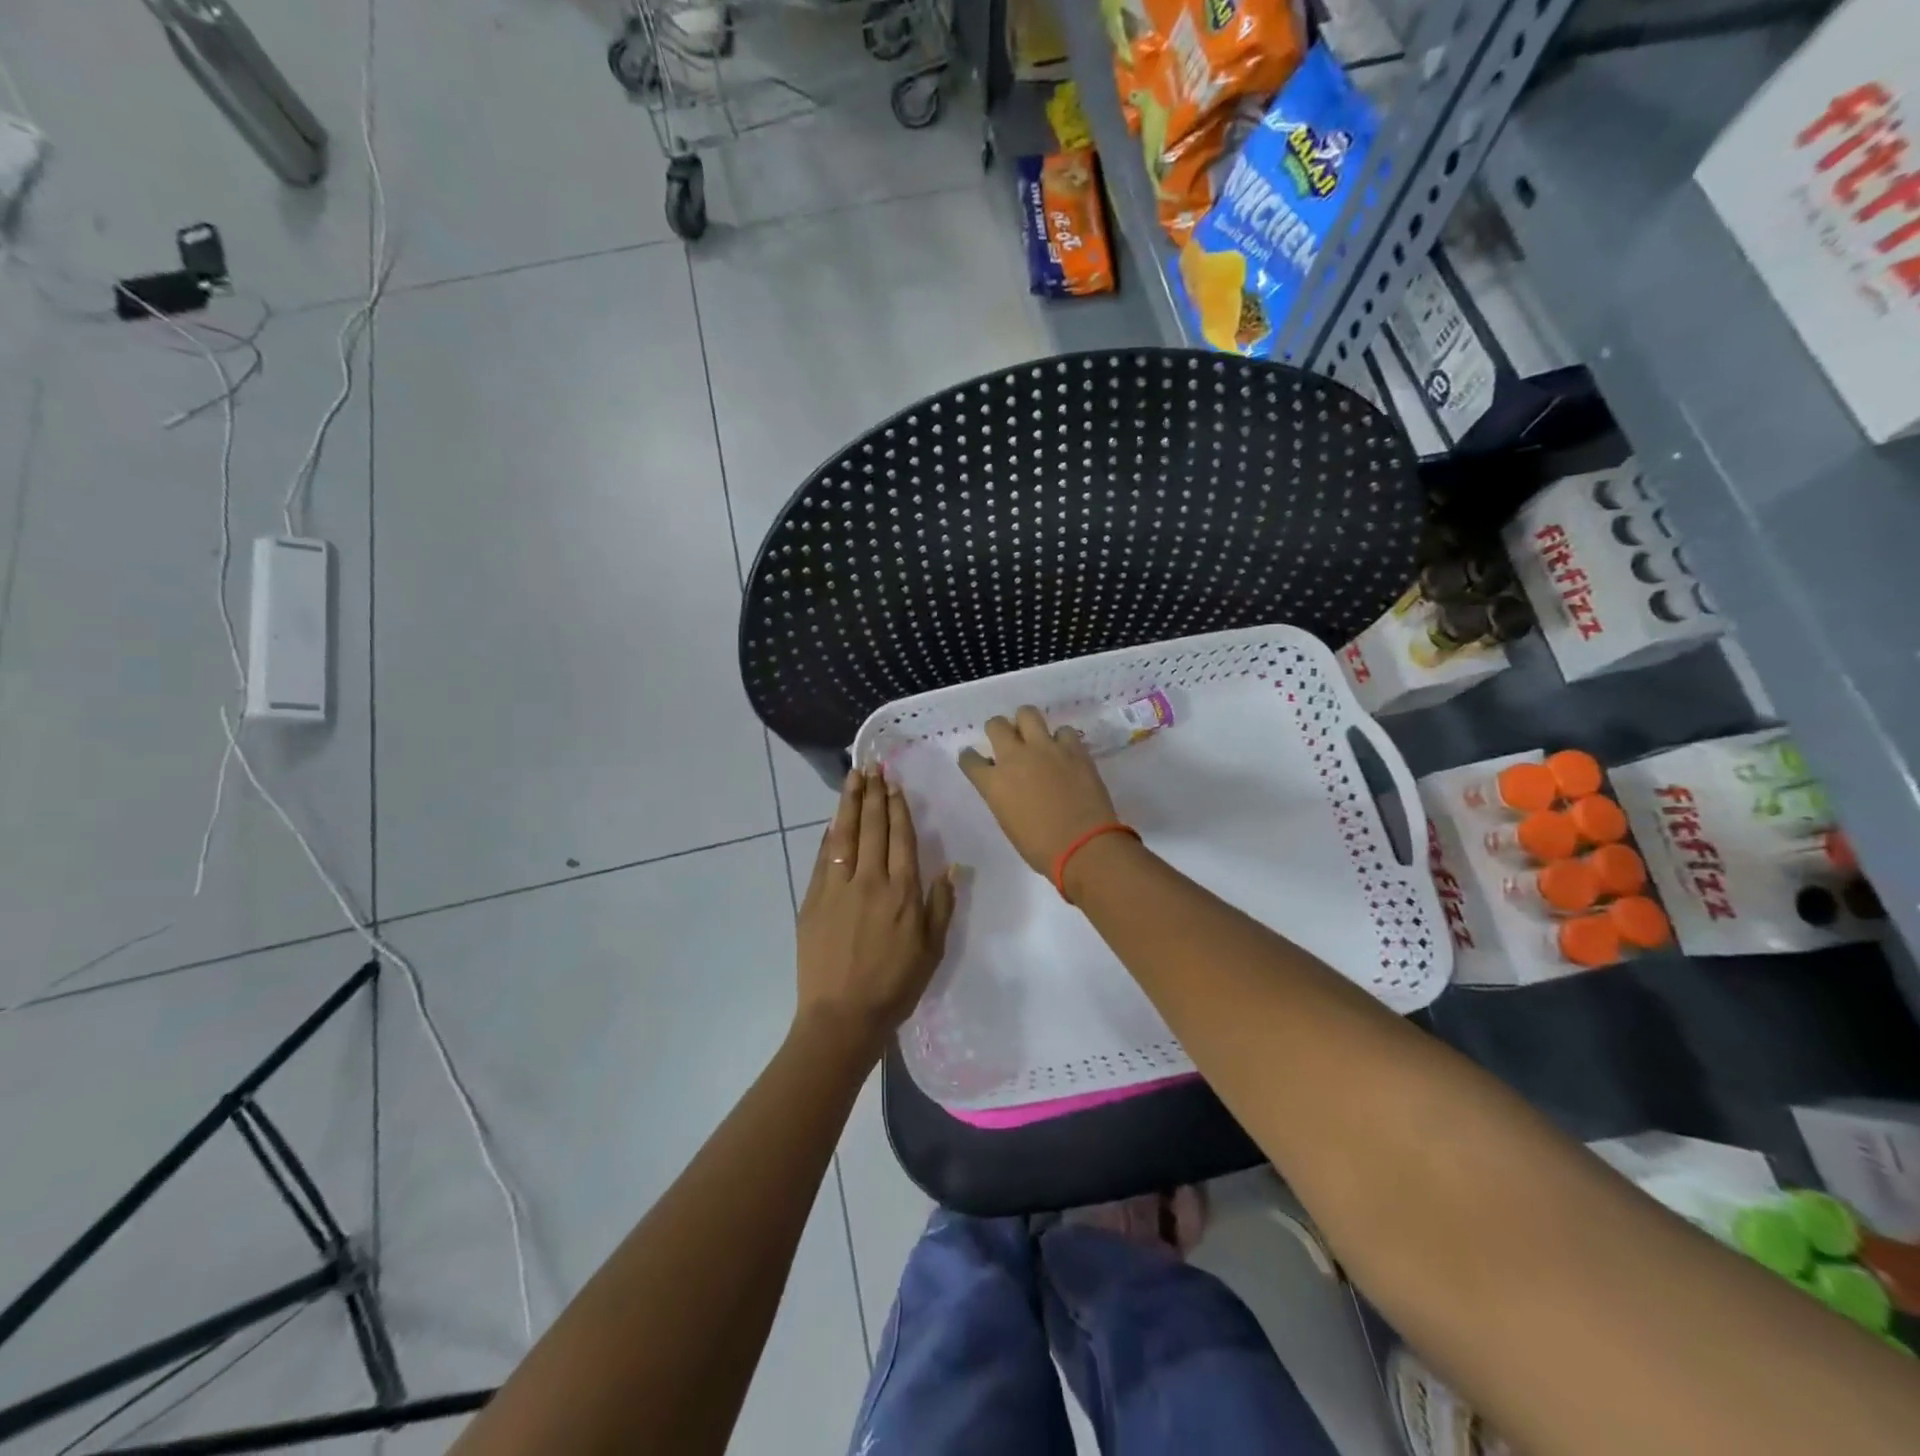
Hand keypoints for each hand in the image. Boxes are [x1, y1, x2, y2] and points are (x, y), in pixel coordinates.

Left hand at [795, 768, 955, 1056]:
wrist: (842, 1016)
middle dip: (873, 795)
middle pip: (872, 828)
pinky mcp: (813, 900)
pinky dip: (830, 835)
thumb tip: (951, 867)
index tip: (894, 783)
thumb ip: (941, 905)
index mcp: (902, 892)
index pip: (900, 838)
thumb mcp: (932, 950)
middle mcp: (869, 881)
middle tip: (872, 768)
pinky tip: (834, 821)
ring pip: (845, 835)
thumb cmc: (895, 986)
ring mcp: (837, 888)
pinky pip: (823, 858)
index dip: (898, 808)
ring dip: (849, 804)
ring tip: (852, 778)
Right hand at [957, 706, 1120, 874]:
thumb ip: (1003, 796)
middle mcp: (1014, 757)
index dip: (971, 758)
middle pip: (995, 725)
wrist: (1082, 846)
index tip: (975, 759)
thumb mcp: (1008, 822)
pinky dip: (1062, 739)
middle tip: (1007, 740)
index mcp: (993, 783)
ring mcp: (1045, 748)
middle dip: (997, 729)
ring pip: (1027, 713)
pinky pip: (1064, 730)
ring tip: (1035, 737)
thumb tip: (1009, 785)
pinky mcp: (1073, 748)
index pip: (970, 759)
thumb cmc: (1040, 848)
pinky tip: (1065, 752)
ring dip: (1027, 723)